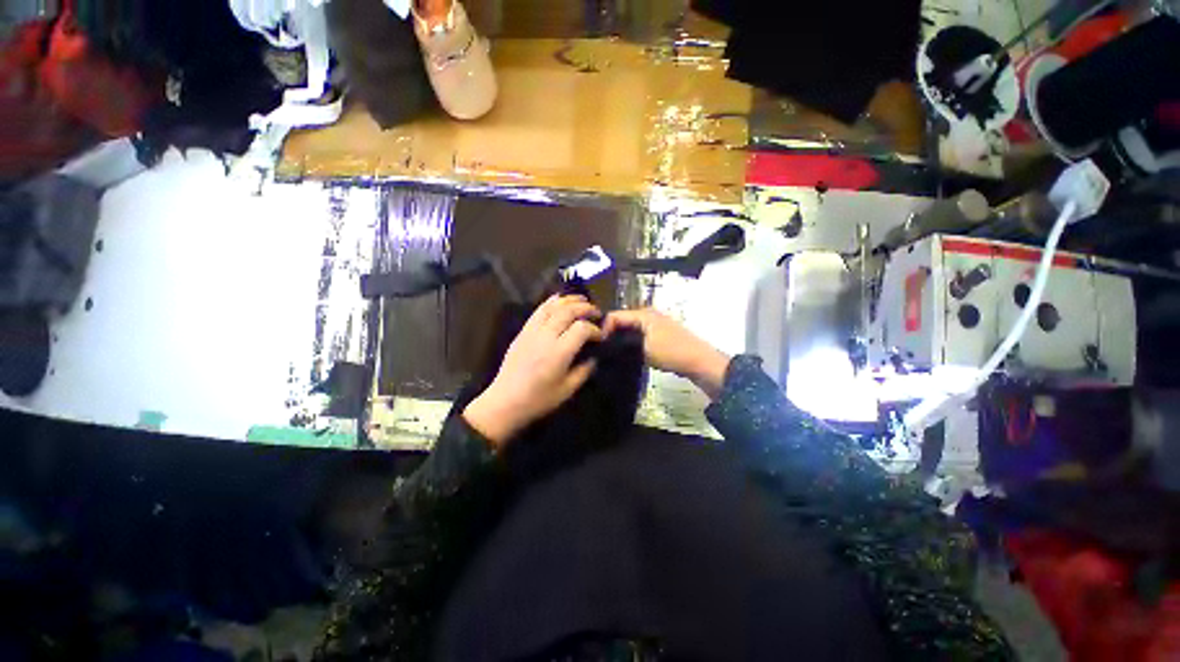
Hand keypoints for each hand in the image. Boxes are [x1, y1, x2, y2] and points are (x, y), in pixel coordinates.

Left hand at [463, 295, 604, 446]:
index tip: (600, 336)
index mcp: (559, 353)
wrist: (505, 401)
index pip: (582, 329)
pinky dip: (551, 302)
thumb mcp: (567, 390)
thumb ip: (584, 371)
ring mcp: (532, 331)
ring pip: (553, 306)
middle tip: (597, 312)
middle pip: (568, 312)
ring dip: (570, 300)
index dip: (595, 329)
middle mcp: (546, 337)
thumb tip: (594, 357)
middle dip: (586, 309)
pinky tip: (559, 300)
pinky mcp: (523, 331)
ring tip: (582, 300)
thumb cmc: (538, 400)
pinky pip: (539, 310)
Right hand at [604, 309, 729, 399]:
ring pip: (629, 329)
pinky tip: (625, 354)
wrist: (698, 361)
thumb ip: (623, 343)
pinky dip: (630, 342)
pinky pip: (638, 335)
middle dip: (611, 333)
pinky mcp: (658, 335)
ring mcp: (654, 324)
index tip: (597, 345)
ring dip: (620, 338)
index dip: (603, 328)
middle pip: (622, 320)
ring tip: (610, 352)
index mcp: (643, 314)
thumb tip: (608, 344)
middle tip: (601, 349)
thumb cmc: (671, 351)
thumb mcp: (644, 348)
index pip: (615, 315)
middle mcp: (647, 315)